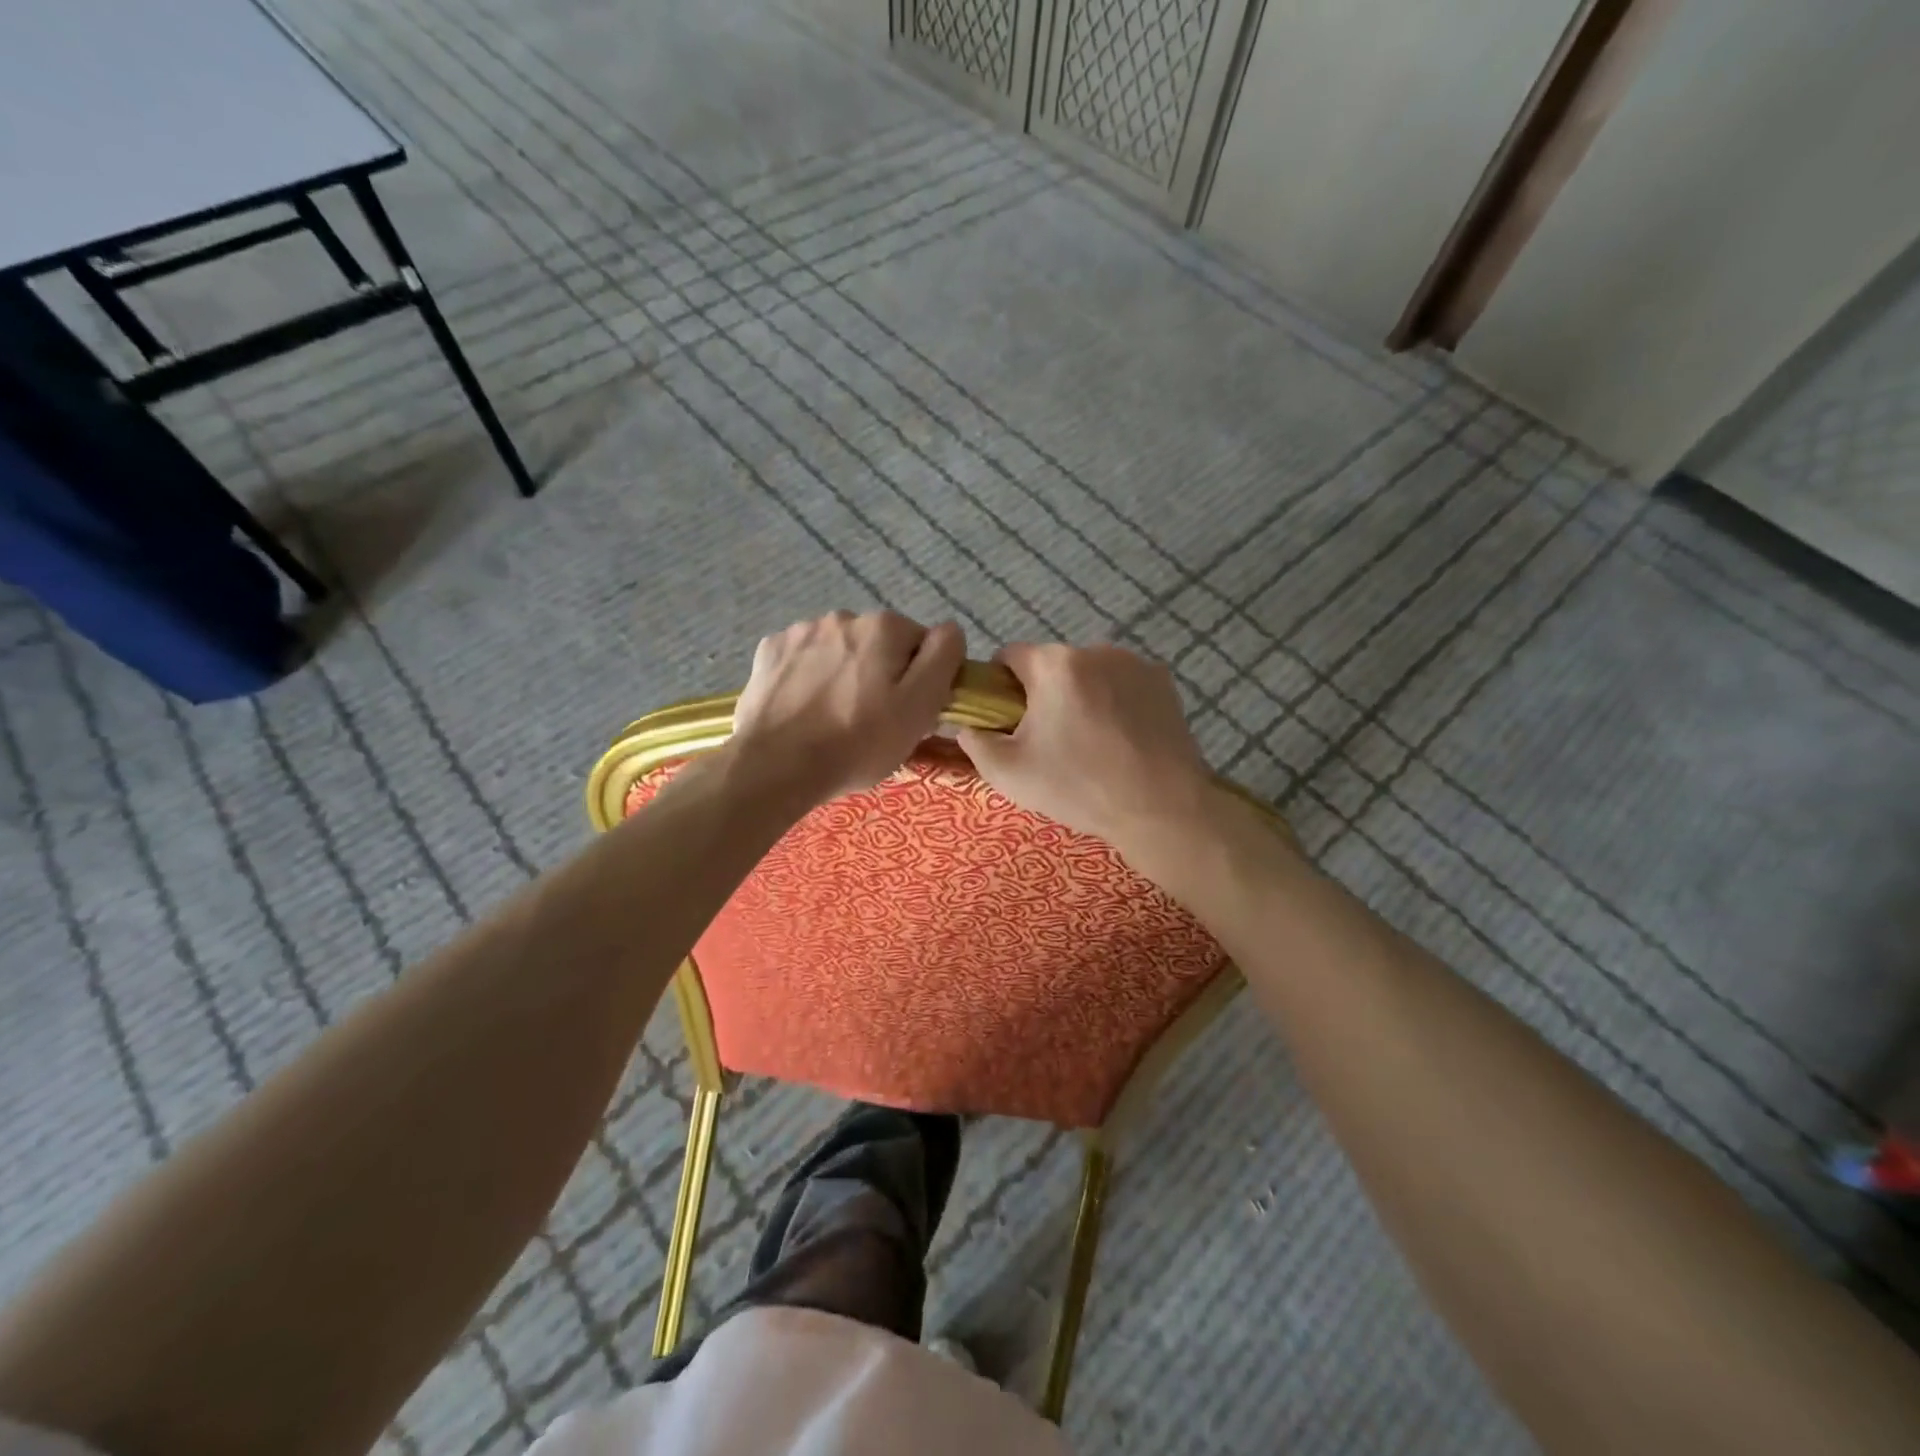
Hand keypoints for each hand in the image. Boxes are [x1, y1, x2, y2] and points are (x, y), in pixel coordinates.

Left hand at [729, 610, 965, 808]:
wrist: (774, 766)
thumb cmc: (856, 743)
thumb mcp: (918, 708)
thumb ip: (942, 659)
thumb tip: (950, 630)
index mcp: (884, 627)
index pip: (922, 644)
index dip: (921, 679)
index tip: (908, 712)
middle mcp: (843, 617)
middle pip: (879, 644)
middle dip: (881, 673)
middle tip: (872, 720)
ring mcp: (801, 631)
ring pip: (840, 650)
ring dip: (844, 673)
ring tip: (833, 717)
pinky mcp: (770, 651)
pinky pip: (803, 659)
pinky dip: (809, 677)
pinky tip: (804, 708)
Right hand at [956, 643, 1218, 857]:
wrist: (1160, 809)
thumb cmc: (1079, 788)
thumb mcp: (1008, 773)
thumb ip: (975, 741)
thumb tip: (969, 725)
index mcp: (1054, 664)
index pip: (1009, 656)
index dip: (1000, 687)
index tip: (1008, 721)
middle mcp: (1095, 649)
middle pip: (1051, 665)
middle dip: (1043, 694)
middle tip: (1049, 741)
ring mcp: (1134, 663)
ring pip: (1088, 674)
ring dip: (1080, 696)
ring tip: (1090, 743)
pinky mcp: (1163, 680)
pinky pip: (1121, 683)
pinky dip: (1114, 701)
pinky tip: (1121, 739)